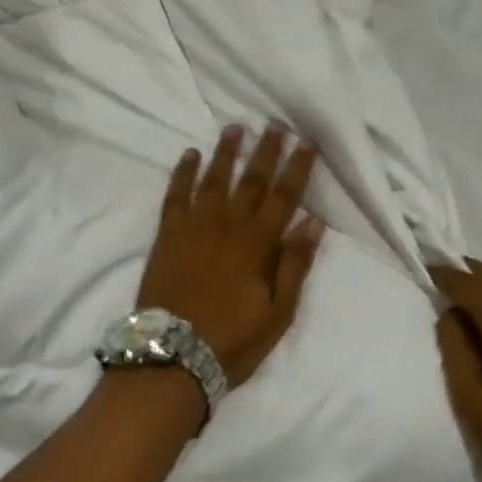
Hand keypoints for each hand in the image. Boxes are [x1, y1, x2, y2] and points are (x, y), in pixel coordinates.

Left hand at [138, 126, 325, 388]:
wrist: (173, 357)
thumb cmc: (232, 340)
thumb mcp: (278, 313)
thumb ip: (295, 265)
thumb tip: (313, 222)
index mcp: (258, 245)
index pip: (283, 197)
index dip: (296, 168)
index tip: (305, 143)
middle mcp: (228, 226)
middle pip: (251, 180)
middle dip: (266, 150)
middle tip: (275, 124)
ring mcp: (195, 227)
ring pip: (214, 179)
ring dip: (226, 152)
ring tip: (235, 127)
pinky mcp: (168, 234)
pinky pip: (176, 195)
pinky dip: (183, 172)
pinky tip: (190, 154)